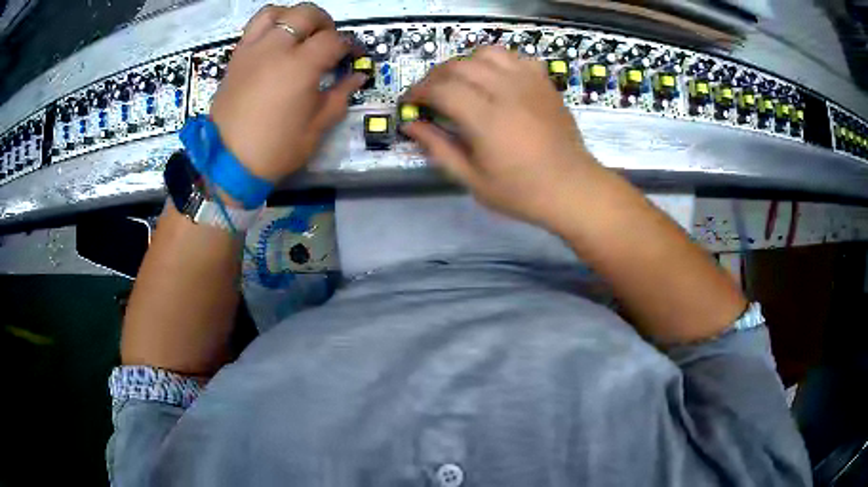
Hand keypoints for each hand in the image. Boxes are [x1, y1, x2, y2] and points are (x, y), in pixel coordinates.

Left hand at [210, 3, 366, 182]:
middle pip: (307, 14)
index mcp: (301, 66)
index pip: (333, 40)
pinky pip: (254, 27)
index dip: (349, 46)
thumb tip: (357, 76)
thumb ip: (340, 95)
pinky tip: (275, 40)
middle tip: (328, 41)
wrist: (228, 163)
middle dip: (325, 23)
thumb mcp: (317, 127)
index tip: (353, 57)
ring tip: (299, 33)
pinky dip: (270, 24)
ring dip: (294, 17)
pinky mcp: (237, 57)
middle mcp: (276, 48)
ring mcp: (253, 49)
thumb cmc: (276, 148)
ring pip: (277, 12)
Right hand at [403, 46, 599, 227]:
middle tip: (429, 96)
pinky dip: (496, 61)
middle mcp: (506, 91)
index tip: (409, 103)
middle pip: (458, 66)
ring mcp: (528, 82)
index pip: (440, 89)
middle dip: (434, 77)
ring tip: (459, 83)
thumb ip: (438, 148)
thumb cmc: (522, 192)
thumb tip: (410, 125)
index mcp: (486, 119)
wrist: (573, 188)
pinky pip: (514, 57)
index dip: (417, 92)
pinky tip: (493, 79)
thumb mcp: (473, 180)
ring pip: (485, 53)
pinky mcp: (543, 82)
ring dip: (464, 64)